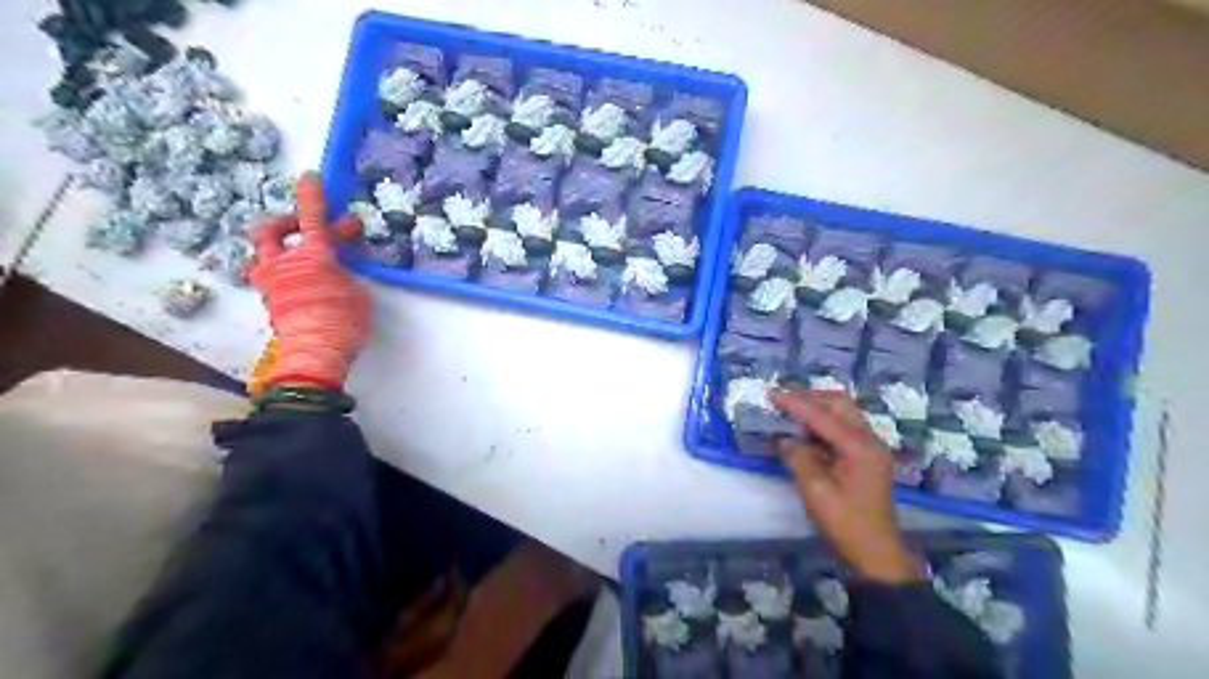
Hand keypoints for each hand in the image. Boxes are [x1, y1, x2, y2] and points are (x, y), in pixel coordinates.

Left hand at [249, 172, 368, 389]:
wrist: (315, 352)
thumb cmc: (343, 320)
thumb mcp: (356, 291)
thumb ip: (344, 272)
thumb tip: (337, 267)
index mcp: (312, 257)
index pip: (311, 218)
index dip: (312, 196)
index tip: (310, 177)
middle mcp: (284, 263)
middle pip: (271, 230)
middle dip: (288, 222)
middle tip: (306, 225)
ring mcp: (271, 282)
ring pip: (263, 253)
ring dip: (279, 248)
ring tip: (298, 254)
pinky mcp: (268, 300)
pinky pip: (268, 275)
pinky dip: (282, 270)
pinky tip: (299, 280)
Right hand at [774, 388, 927, 582]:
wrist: (877, 554)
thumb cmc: (846, 524)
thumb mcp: (816, 492)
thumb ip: (798, 458)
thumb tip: (784, 439)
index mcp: (859, 447)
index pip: (823, 415)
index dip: (796, 403)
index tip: (772, 396)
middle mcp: (869, 441)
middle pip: (840, 404)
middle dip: (811, 398)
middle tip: (783, 401)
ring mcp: (870, 449)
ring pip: (844, 415)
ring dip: (818, 410)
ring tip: (791, 413)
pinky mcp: (866, 459)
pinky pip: (844, 430)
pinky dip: (824, 425)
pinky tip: (805, 434)